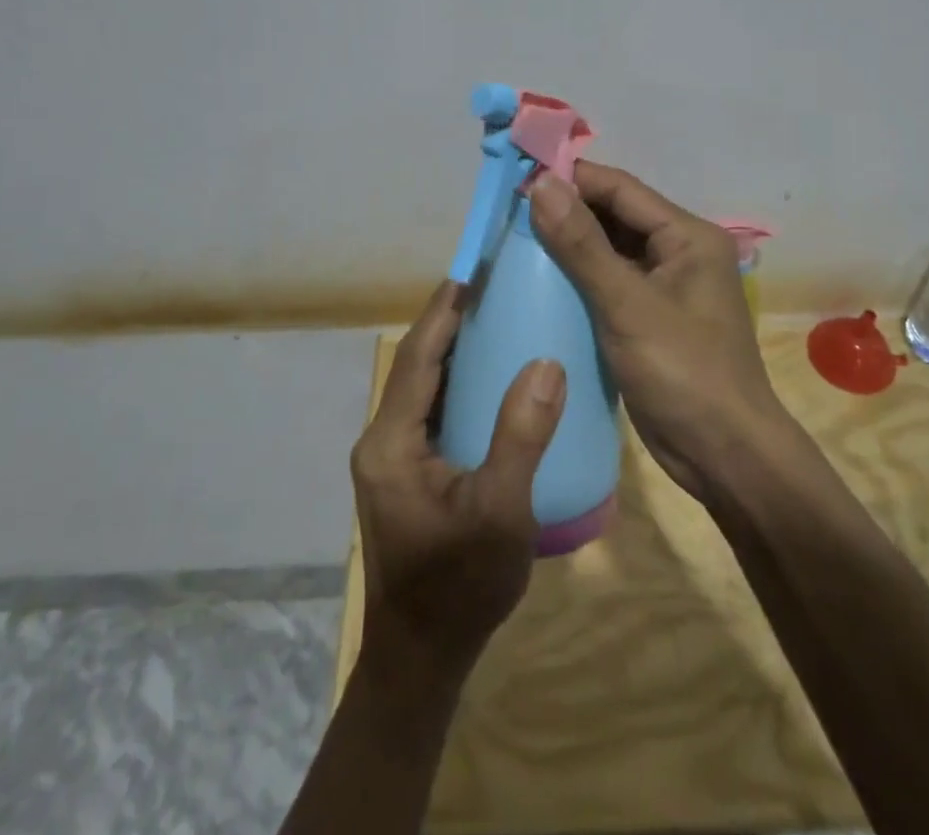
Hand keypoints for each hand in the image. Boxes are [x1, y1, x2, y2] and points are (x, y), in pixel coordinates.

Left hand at [351, 282, 567, 689]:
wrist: (422, 658)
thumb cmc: (459, 586)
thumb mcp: (500, 512)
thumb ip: (521, 436)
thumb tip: (546, 363)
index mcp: (392, 442)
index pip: (417, 358)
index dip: (443, 312)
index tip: (472, 271)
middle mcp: (382, 440)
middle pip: (417, 366)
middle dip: (451, 324)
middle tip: (495, 288)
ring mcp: (392, 458)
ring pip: (424, 388)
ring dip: (454, 352)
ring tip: (497, 319)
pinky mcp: (406, 473)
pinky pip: (431, 412)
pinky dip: (458, 385)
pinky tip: (492, 379)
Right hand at [529, 163, 786, 501]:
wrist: (725, 457)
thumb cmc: (684, 373)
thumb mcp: (628, 306)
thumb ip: (582, 244)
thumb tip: (541, 184)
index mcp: (688, 236)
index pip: (620, 189)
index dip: (571, 179)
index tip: (517, 180)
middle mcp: (679, 252)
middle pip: (615, 216)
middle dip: (566, 212)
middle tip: (508, 213)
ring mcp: (665, 287)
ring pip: (609, 250)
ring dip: (569, 245)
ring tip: (514, 242)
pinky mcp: (649, 318)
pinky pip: (608, 283)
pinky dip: (578, 279)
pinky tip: (539, 283)